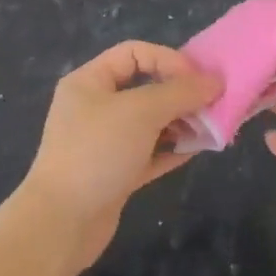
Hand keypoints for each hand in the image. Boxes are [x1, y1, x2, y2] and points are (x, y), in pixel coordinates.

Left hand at [19, 41, 220, 270]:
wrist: (61, 223)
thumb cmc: (97, 152)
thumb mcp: (141, 112)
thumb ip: (180, 93)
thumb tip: (214, 81)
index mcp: (89, 81)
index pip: (134, 53)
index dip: (168, 59)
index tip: (198, 80)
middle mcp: (95, 107)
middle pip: (144, 87)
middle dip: (180, 94)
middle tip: (212, 104)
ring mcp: (104, 142)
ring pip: (150, 122)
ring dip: (180, 122)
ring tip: (210, 128)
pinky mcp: (114, 173)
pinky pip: (150, 153)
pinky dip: (172, 149)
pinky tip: (198, 150)